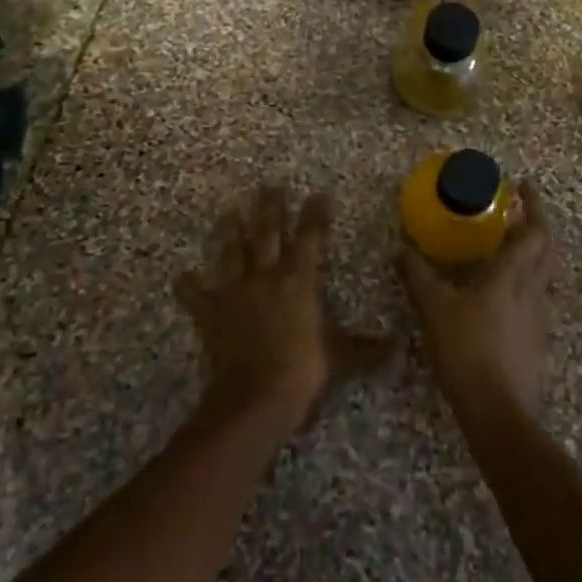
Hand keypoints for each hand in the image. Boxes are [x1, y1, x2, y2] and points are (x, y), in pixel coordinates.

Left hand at [175, 185, 392, 429]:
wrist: (255, 395)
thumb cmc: (302, 369)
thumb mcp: (341, 356)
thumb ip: (367, 349)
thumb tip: (399, 348)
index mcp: (299, 279)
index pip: (310, 237)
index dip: (315, 214)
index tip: (319, 194)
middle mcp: (266, 276)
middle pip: (267, 233)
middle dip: (270, 208)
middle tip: (268, 186)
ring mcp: (236, 291)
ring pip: (232, 253)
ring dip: (230, 232)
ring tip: (228, 213)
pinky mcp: (212, 312)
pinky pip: (196, 295)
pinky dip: (188, 286)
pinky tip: (182, 275)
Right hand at [398, 181, 556, 422]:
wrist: (498, 411)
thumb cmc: (466, 351)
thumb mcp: (433, 309)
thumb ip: (417, 276)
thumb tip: (400, 248)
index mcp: (511, 276)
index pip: (534, 232)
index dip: (533, 205)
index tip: (522, 186)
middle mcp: (532, 291)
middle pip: (547, 249)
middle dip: (538, 224)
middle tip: (519, 212)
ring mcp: (539, 317)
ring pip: (544, 275)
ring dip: (533, 254)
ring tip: (508, 248)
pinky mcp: (537, 340)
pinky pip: (536, 299)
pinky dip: (525, 283)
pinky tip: (503, 294)